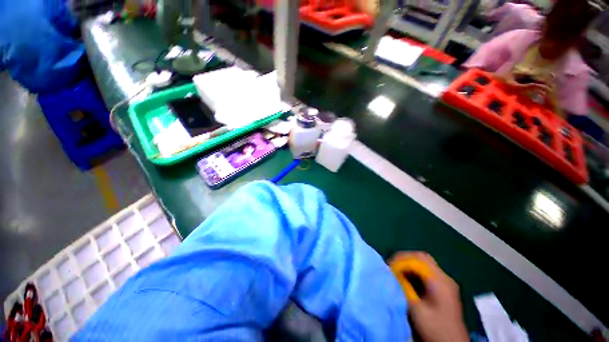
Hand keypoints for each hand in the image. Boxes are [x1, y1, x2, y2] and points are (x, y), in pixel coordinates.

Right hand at [391, 252, 468, 341]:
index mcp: (439, 281)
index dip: (400, 260)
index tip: (388, 266)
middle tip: (391, 264)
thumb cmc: (435, 329)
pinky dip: (414, 269)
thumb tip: (391, 273)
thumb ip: (404, 289)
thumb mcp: (417, 310)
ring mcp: (445, 282)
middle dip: (404, 258)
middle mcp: (444, 277)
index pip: (417, 260)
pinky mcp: (444, 287)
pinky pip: (427, 270)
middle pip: (422, 257)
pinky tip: (407, 276)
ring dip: (409, 263)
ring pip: (424, 262)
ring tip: (396, 269)